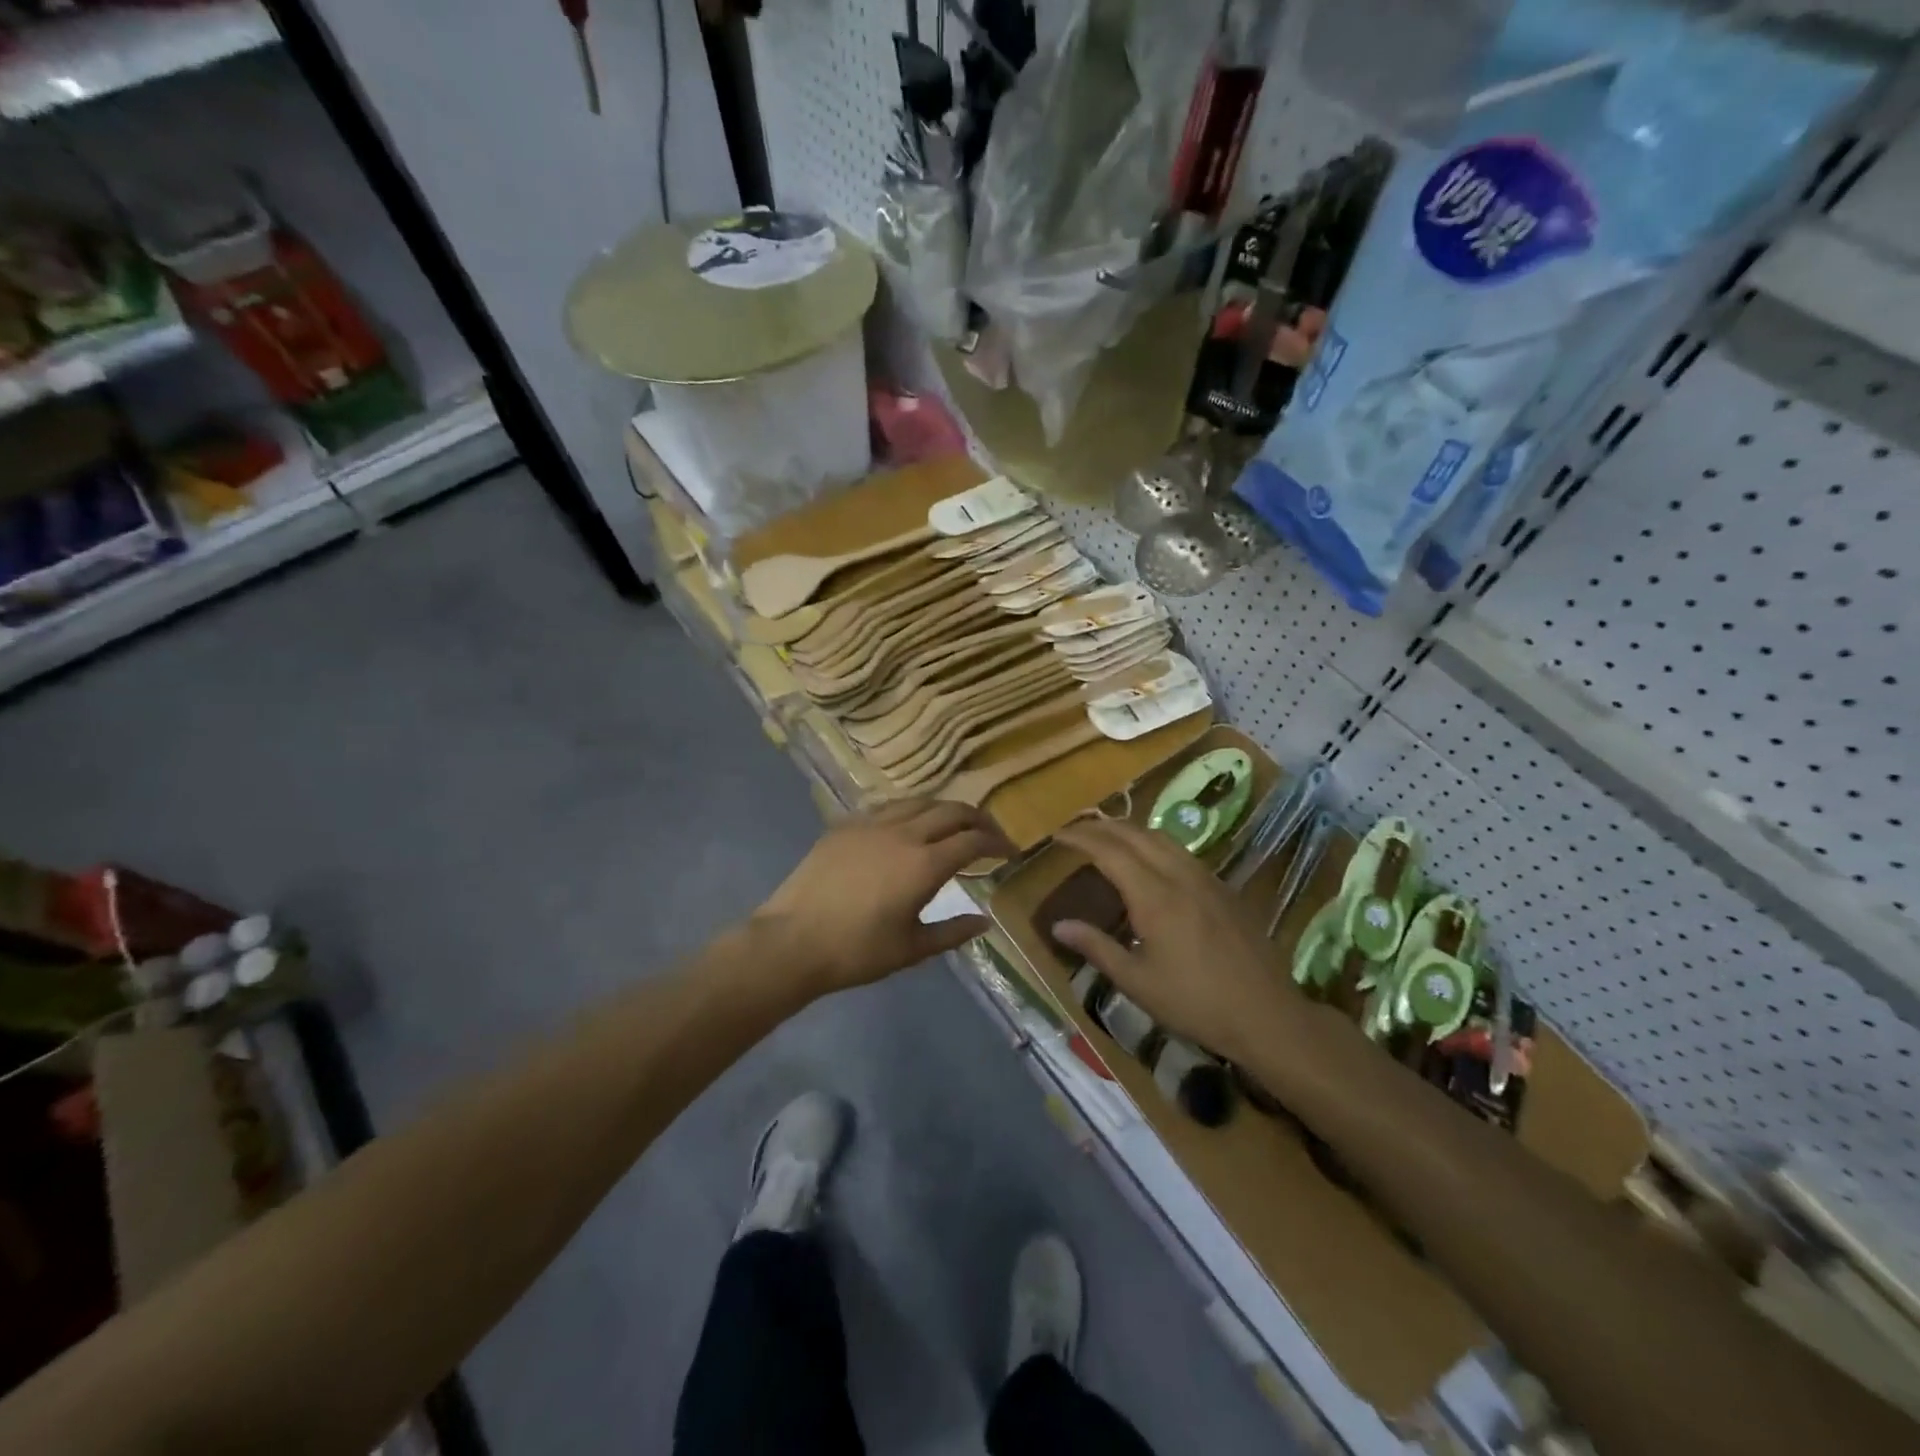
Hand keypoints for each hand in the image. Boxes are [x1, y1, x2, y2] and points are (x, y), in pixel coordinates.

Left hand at [754, 800, 1014, 993]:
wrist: (792, 940)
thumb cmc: (856, 951)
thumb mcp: (912, 949)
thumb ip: (953, 932)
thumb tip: (985, 920)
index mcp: (924, 864)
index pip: (973, 840)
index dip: (997, 843)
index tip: (1010, 852)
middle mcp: (903, 834)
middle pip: (951, 811)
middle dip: (978, 819)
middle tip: (990, 834)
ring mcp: (872, 824)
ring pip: (919, 801)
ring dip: (944, 809)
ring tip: (954, 824)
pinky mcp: (846, 825)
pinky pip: (888, 807)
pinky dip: (910, 811)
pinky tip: (909, 826)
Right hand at [1051, 819, 1297, 1063]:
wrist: (1267, 1015)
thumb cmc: (1195, 1003)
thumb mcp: (1137, 982)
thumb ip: (1097, 947)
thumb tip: (1059, 926)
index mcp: (1155, 897)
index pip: (1110, 851)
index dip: (1081, 838)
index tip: (1058, 836)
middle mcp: (1180, 876)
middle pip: (1136, 834)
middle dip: (1103, 826)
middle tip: (1077, 830)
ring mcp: (1207, 879)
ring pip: (1163, 838)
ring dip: (1131, 830)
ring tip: (1110, 838)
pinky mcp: (1225, 889)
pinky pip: (1183, 852)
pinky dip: (1156, 844)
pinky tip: (1152, 862)